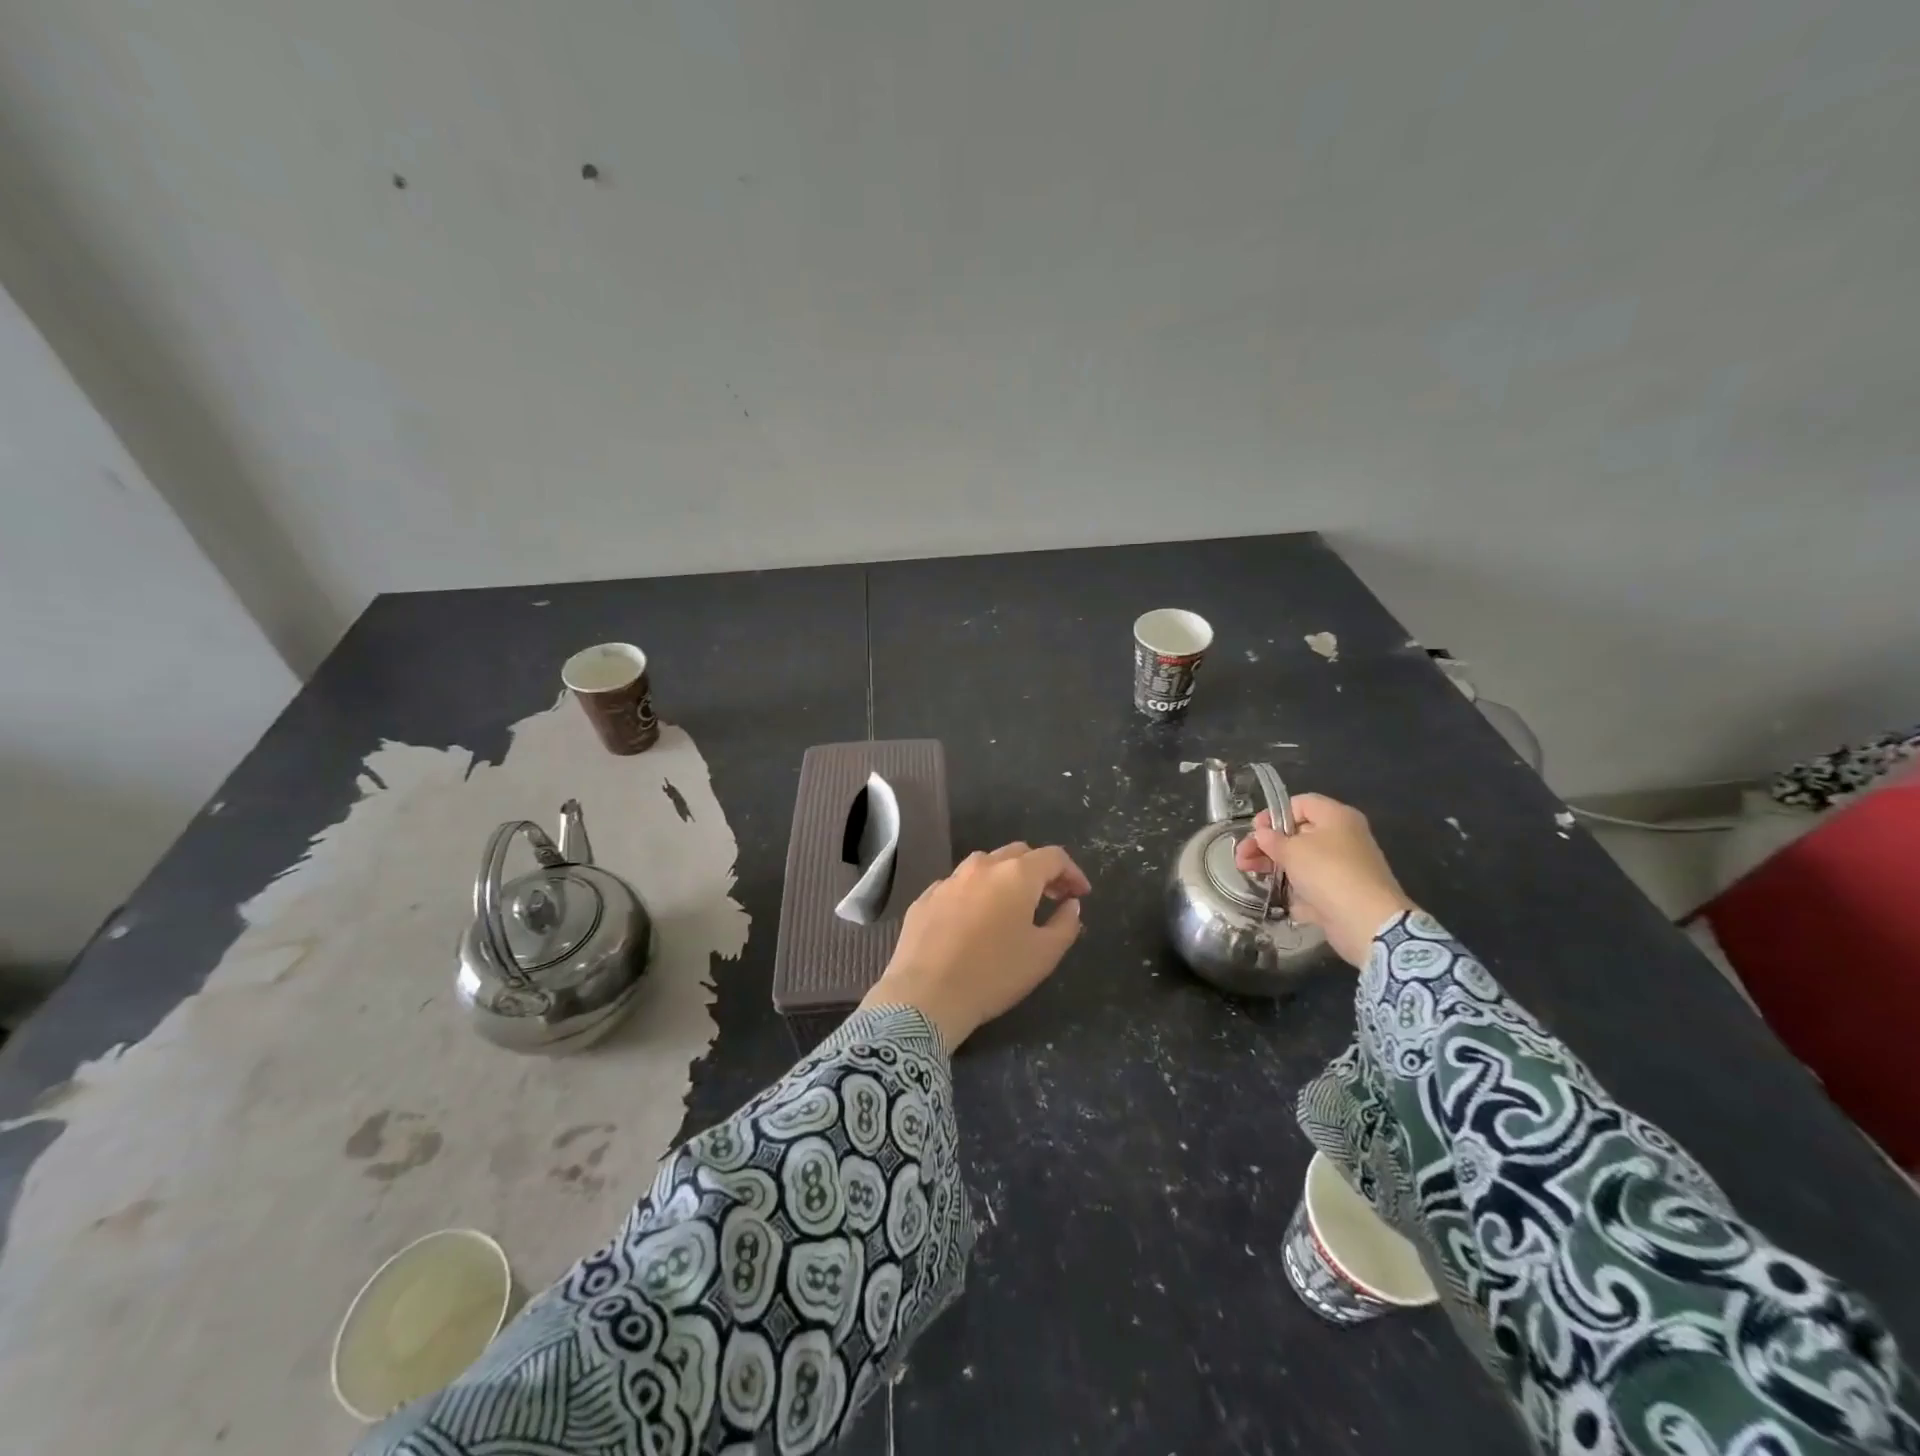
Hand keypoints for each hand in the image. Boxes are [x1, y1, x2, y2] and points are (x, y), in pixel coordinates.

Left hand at [861, 843, 1090, 1048]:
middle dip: (1040, 870)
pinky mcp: (925, 898)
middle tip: (1052, 896)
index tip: (1080, 895)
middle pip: (1018, 853)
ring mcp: (949, 880)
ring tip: (1013, 905)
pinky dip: (975, 893)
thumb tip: (1071, 904)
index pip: (1053, 857)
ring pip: (985, 865)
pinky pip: (958, 885)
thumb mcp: (1044, 955)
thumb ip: (1066, 924)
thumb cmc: (993, 974)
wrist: (926, 995)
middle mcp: (981, 866)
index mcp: (1015, 875)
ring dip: (1006, 877)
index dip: (1072, 872)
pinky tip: (975, 919)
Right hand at [1232, 793, 1413, 967]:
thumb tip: (1263, 835)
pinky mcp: (1340, 892)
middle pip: (1297, 833)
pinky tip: (1274, 894)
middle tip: (1241, 856)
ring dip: (1274, 864)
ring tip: (1247, 872)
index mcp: (1336, 817)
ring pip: (1301, 860)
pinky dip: (1293, 888)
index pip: (1300, 803)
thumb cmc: (1328, 872)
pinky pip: (1311, 884)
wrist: (1367, 921)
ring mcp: (1343, 867)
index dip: (1274, 814)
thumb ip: (1272, 840)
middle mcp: (1343, 837)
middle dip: (1266, 843)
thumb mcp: (1292, 850)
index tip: (1255, 831)